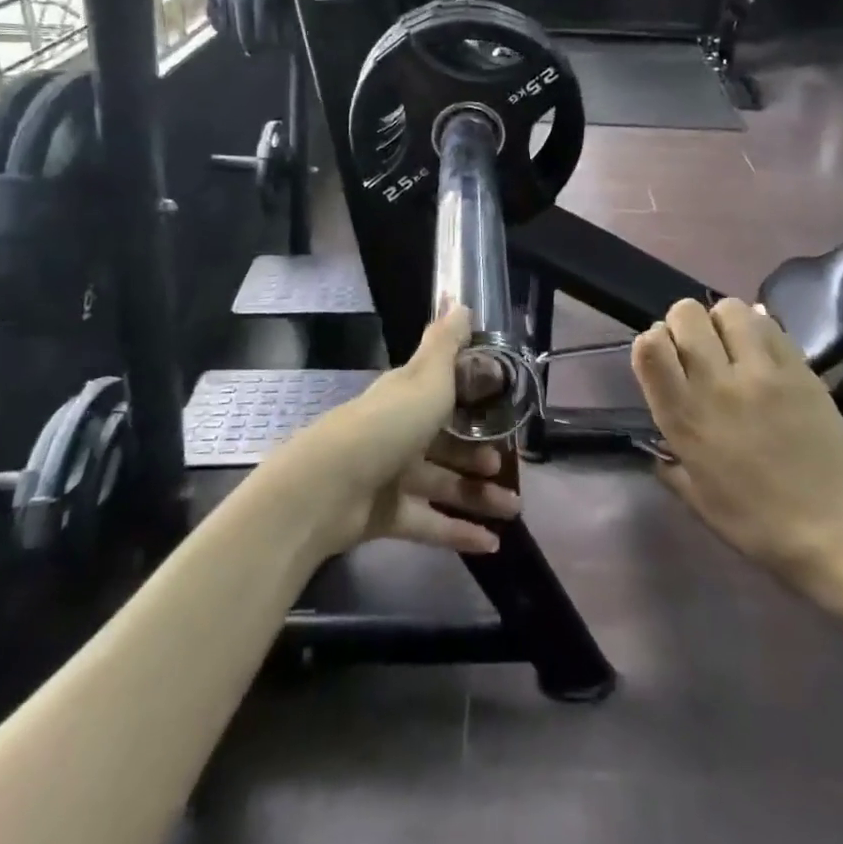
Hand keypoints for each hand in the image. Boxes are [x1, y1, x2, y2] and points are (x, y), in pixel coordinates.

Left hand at [272, 307, 520, 559]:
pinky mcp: (386, 515)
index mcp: (407, 397)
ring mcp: (391, 476)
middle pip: (447, 444)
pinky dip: (458, 532)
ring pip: (443, 484)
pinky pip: (429, 522)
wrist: (329, 487)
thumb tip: (459, 300)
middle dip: (480, 455)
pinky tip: (491, 544)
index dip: (474, 401)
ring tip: (513, 508)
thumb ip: (446, 343)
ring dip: (478, 495)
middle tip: (510, 466)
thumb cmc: (387, 425)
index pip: (445, 394)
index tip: (505, 408)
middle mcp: (400, 433)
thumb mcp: (426, 377)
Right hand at [631, 298, 842, 589]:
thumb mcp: (697, 499)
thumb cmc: (756, 522)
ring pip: (729, 310)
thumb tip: (658, 449)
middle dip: (685, 322)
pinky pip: (770, 326)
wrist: (833, 529)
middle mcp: (715, 385)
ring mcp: (760, 373)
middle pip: (686, 315)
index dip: (653, 340)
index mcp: (683, 417)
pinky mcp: (798, 369)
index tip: (666, 356)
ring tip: (733, 343)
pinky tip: (762, 349)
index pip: (649, 346)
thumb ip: (671, 465)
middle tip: (699, 346)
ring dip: (724, 320)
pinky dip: (760, 328)